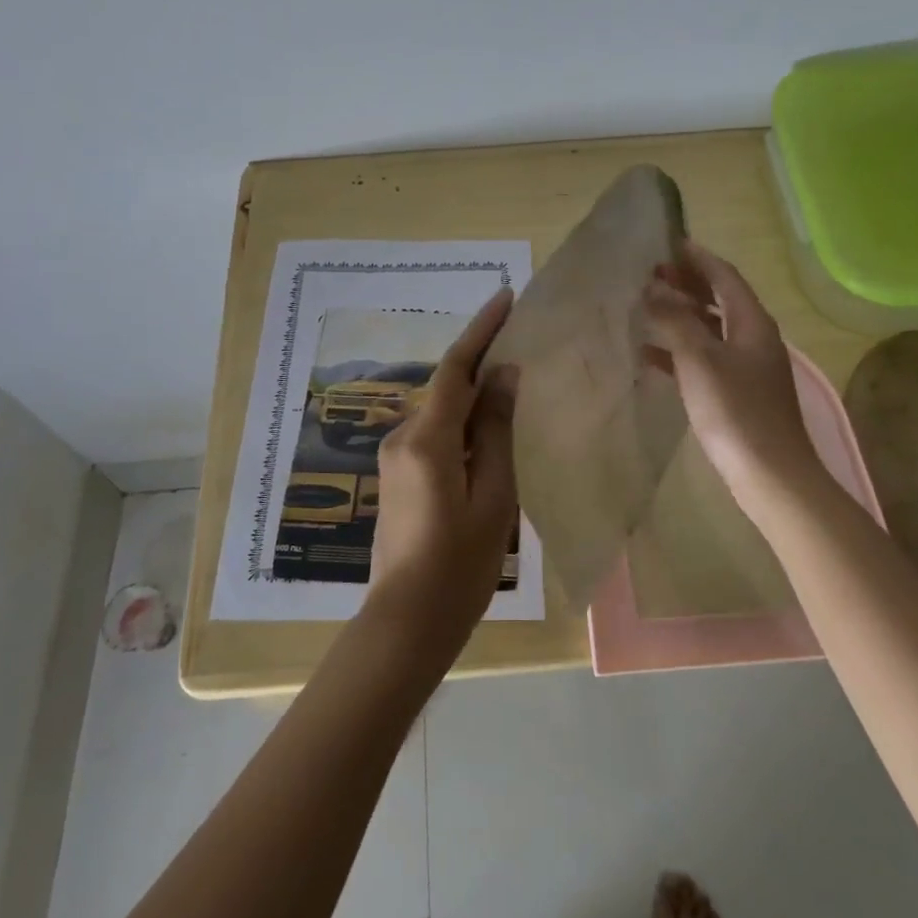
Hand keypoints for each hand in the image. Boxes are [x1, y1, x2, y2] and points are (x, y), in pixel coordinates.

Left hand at [363, 288, 520, 642]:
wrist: (407, 621)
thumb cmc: (460, 566)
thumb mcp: (493, 497)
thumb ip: (496, 433)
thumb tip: (503, 376)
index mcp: (427, 440)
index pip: (456, 369)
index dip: (481, 330)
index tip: (505, 297)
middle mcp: (403, 439)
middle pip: (447, 387)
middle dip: (481, 360)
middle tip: (521, 339)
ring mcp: (396, 459)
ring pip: (442, 412)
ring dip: (474, 394)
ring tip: (515, 384)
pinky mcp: (399, 478)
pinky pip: (435, 435)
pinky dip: (464, 423)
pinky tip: (491, 431)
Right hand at [642, 242, 818, 511]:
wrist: (769, 474)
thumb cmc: (735, 410)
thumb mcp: (700, 359)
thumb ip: (676, 320)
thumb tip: (653, 289)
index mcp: (752, 323)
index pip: (725, 277)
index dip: (697, 258)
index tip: (668, 244)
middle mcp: (754, 338)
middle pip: (719, 300)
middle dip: (687, 284)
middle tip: (651, 274)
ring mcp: (748, 368)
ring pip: (711, 329)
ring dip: (681, 316)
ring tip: (646, 308)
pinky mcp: (737, 394)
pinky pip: (705, 359)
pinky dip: (679, 351)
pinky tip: (650, 356)